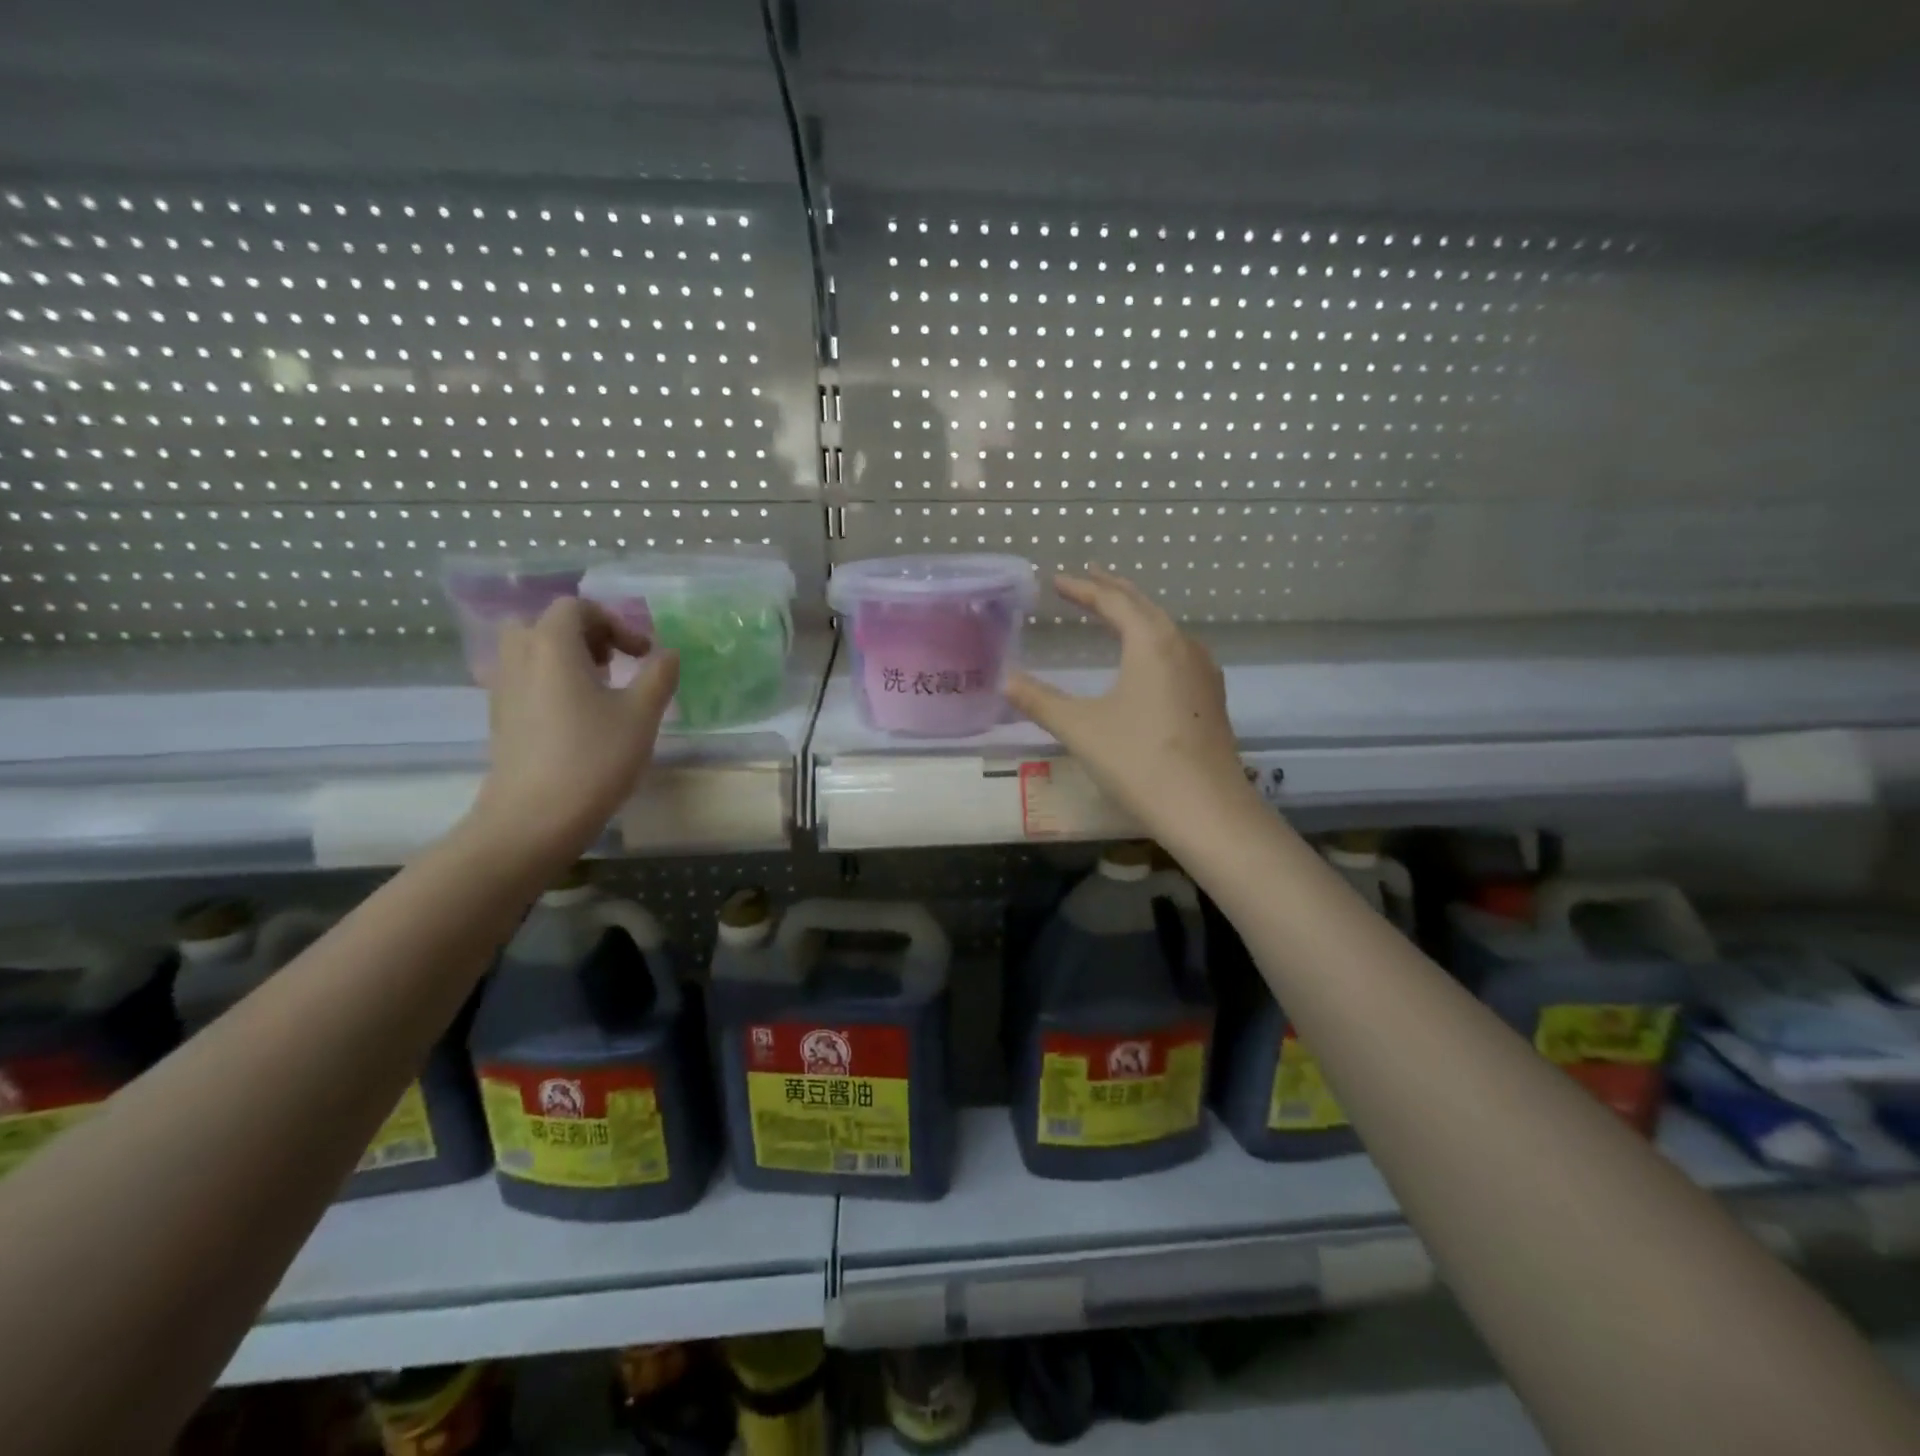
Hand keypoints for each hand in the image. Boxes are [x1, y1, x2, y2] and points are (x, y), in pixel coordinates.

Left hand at [466, 598, 679, 863]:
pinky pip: (524, 679)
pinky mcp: (499, 718)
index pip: (576, 608)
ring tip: (598, 689)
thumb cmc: (593, 759)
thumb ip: (658, 676)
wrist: (534, 818)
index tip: (643, 655)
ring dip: (565, 658)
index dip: (615, 623)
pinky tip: (578, 717)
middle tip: (613, 663)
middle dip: (584, 635)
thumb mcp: (641, 714)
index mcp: (552, 646)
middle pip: (545, 624)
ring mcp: (503, 688)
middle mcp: (519, 658)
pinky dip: (550, 682)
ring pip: (530, 652)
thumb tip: (667, 654)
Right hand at [1005, 570, 1252, 837]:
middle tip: (1087, 577)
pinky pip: (1177, 651)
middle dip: (1112, 590)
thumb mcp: (1080, 728)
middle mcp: (1182, 646)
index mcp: (1152, 642)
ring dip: (1136, 613)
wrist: (1206, 810)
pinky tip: (1148, 658)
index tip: (1057, 580)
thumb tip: (1005, 679)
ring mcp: (1203, 672)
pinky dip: (1153, 640)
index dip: (1082, 588)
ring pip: (1165, 628)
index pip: (1113, 601)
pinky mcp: (1210, 699)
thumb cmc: (1139, 761)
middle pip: (1144, 606)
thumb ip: (1040, 700)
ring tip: (1114, 610)